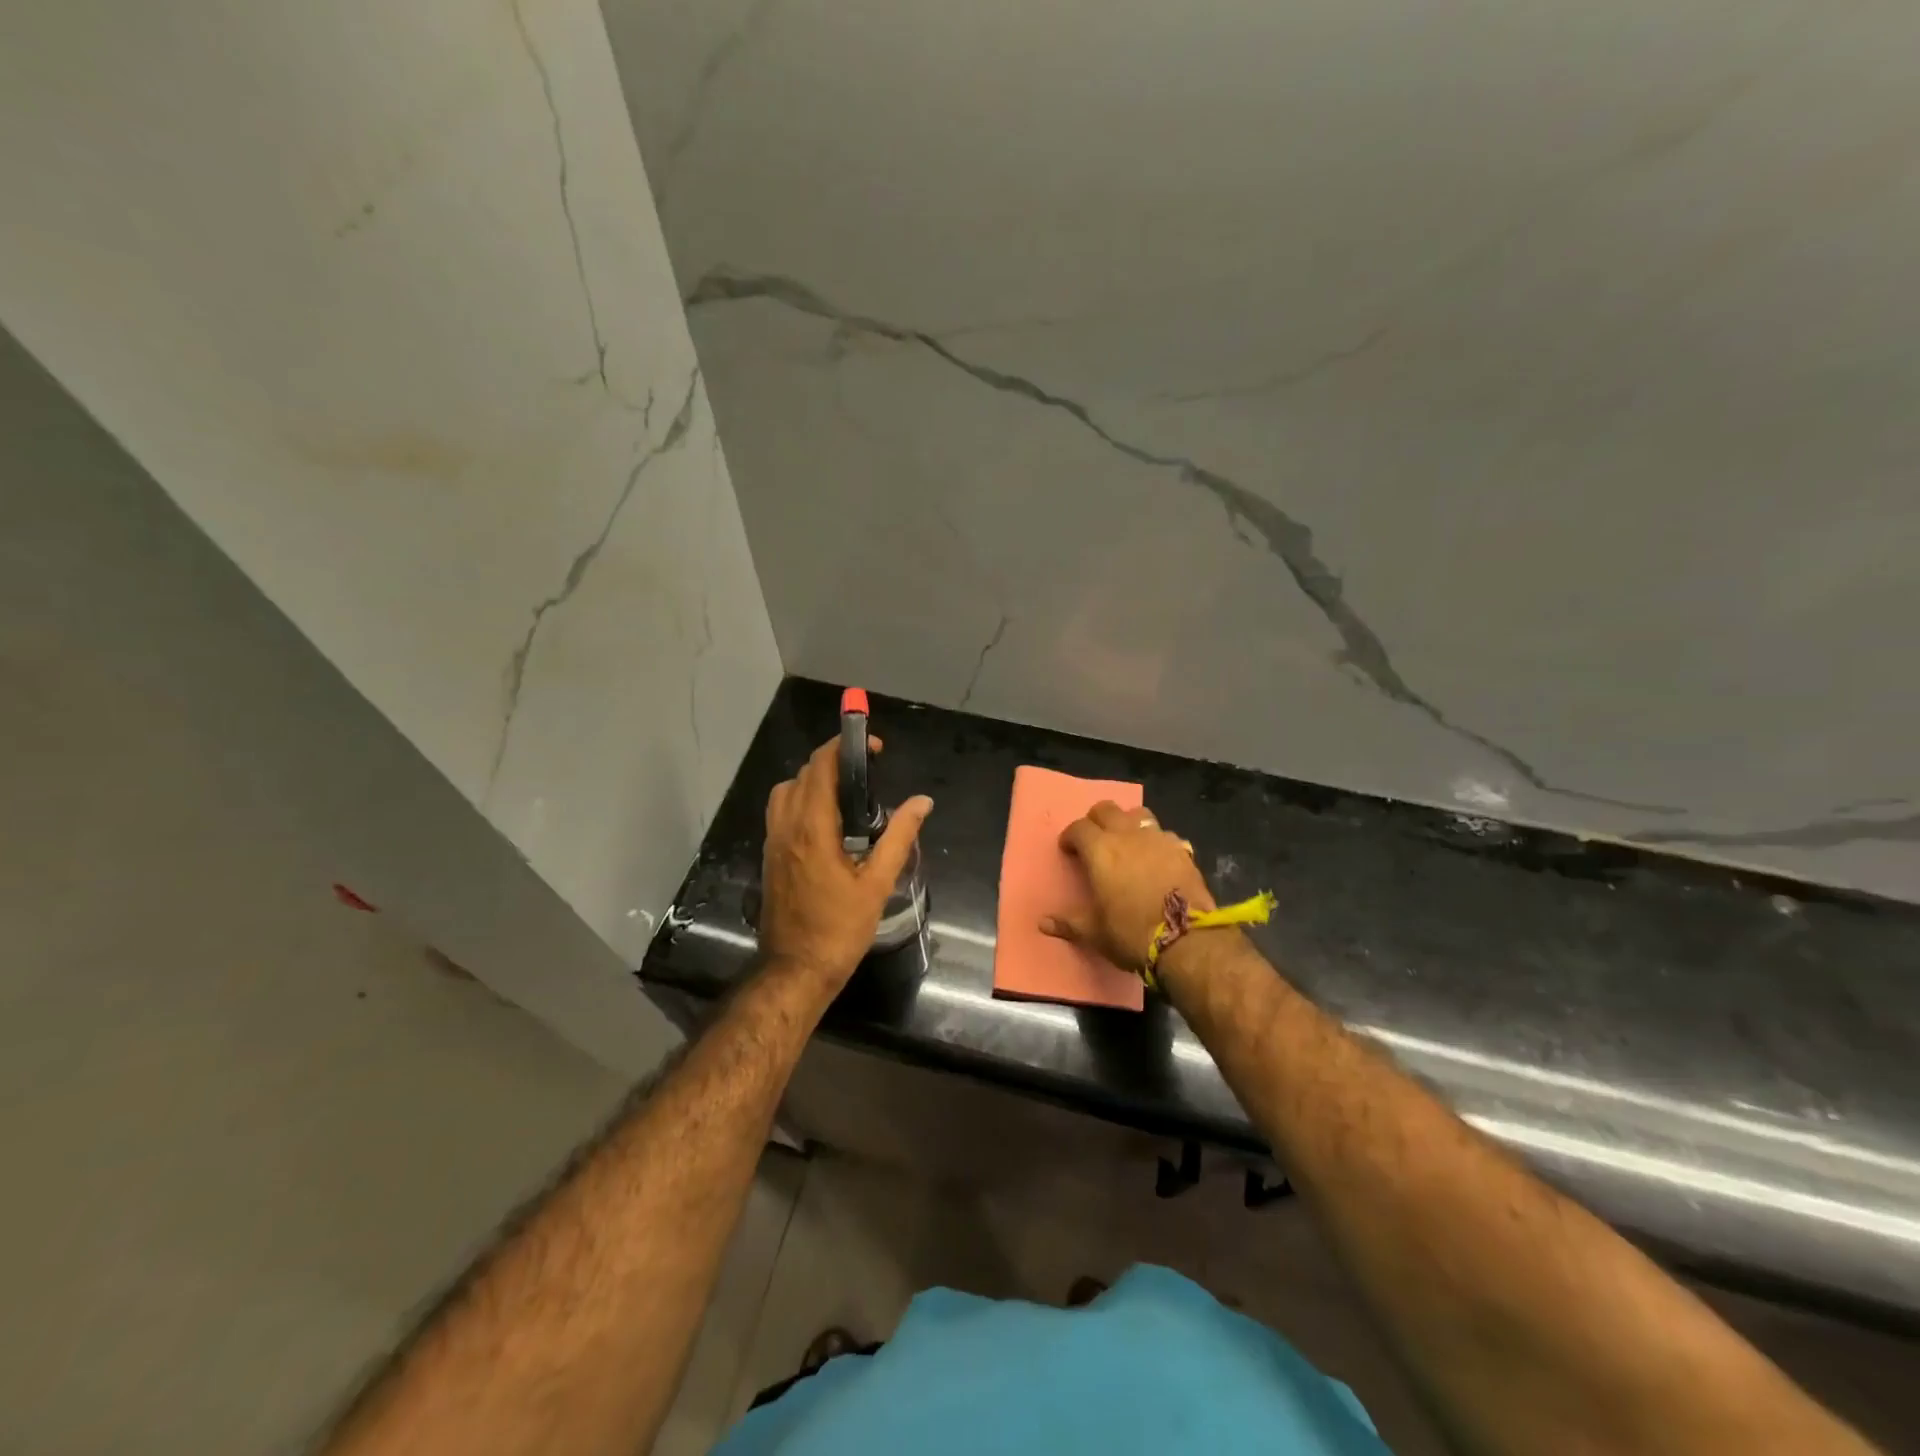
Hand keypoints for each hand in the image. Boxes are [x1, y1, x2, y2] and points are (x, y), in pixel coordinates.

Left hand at [759, 735, 932, 992]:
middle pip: (802, 774)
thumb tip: (922, 802)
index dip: (844, 747)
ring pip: (786, 791)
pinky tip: (829, 823)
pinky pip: (782, 812)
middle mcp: (786, 827)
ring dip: (813, 780)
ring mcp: (773, 842)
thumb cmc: (839, 929)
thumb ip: (899, 837)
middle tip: (867, 772)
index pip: (820, 767)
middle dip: (833, 762)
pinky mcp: (771, 857)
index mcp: (812, 828)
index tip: (873, 748)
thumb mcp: (878, 884)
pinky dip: (802, 801)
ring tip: (847, 795)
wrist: (795, 970)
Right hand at [1041, 801, 1214, 972]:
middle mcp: (1126, 835)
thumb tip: (1043, 923)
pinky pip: (1164, 833)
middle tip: (1094, 840)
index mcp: (1100, 850)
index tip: (1068, 849)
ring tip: (1127, 841)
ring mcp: (1157, 838)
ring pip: (1138, 813)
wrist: (1186, 939)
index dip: (1070, 836)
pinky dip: (1155, 840)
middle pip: (1106, 809)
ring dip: (1128, 822)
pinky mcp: (1181, 849)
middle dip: (1096, 820)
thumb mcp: (1095, 933)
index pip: (1078, 828)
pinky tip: (1156, 858)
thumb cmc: (1131, 933)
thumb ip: (1068, 923)